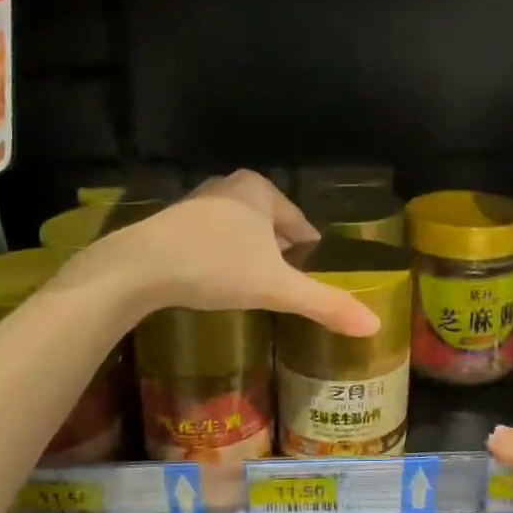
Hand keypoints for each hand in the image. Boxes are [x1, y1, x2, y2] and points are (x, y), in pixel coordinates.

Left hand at [73, 170, 380, 337]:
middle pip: (270, 227)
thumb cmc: (216, 267)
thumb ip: (324, 304)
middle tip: (285, 290)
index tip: (314, 281)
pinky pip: (211, 241)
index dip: (311, 255)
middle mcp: (229, 186)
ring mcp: (197, 202)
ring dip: (249, 257)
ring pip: (240, 233)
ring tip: (254, 290)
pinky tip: (217, 284)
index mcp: (260, 189)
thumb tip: (373, 326)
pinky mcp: (171, 223)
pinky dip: (220, 259)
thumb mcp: (276, 288)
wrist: (139, 269)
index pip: (301, 225)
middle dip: (279, 257)